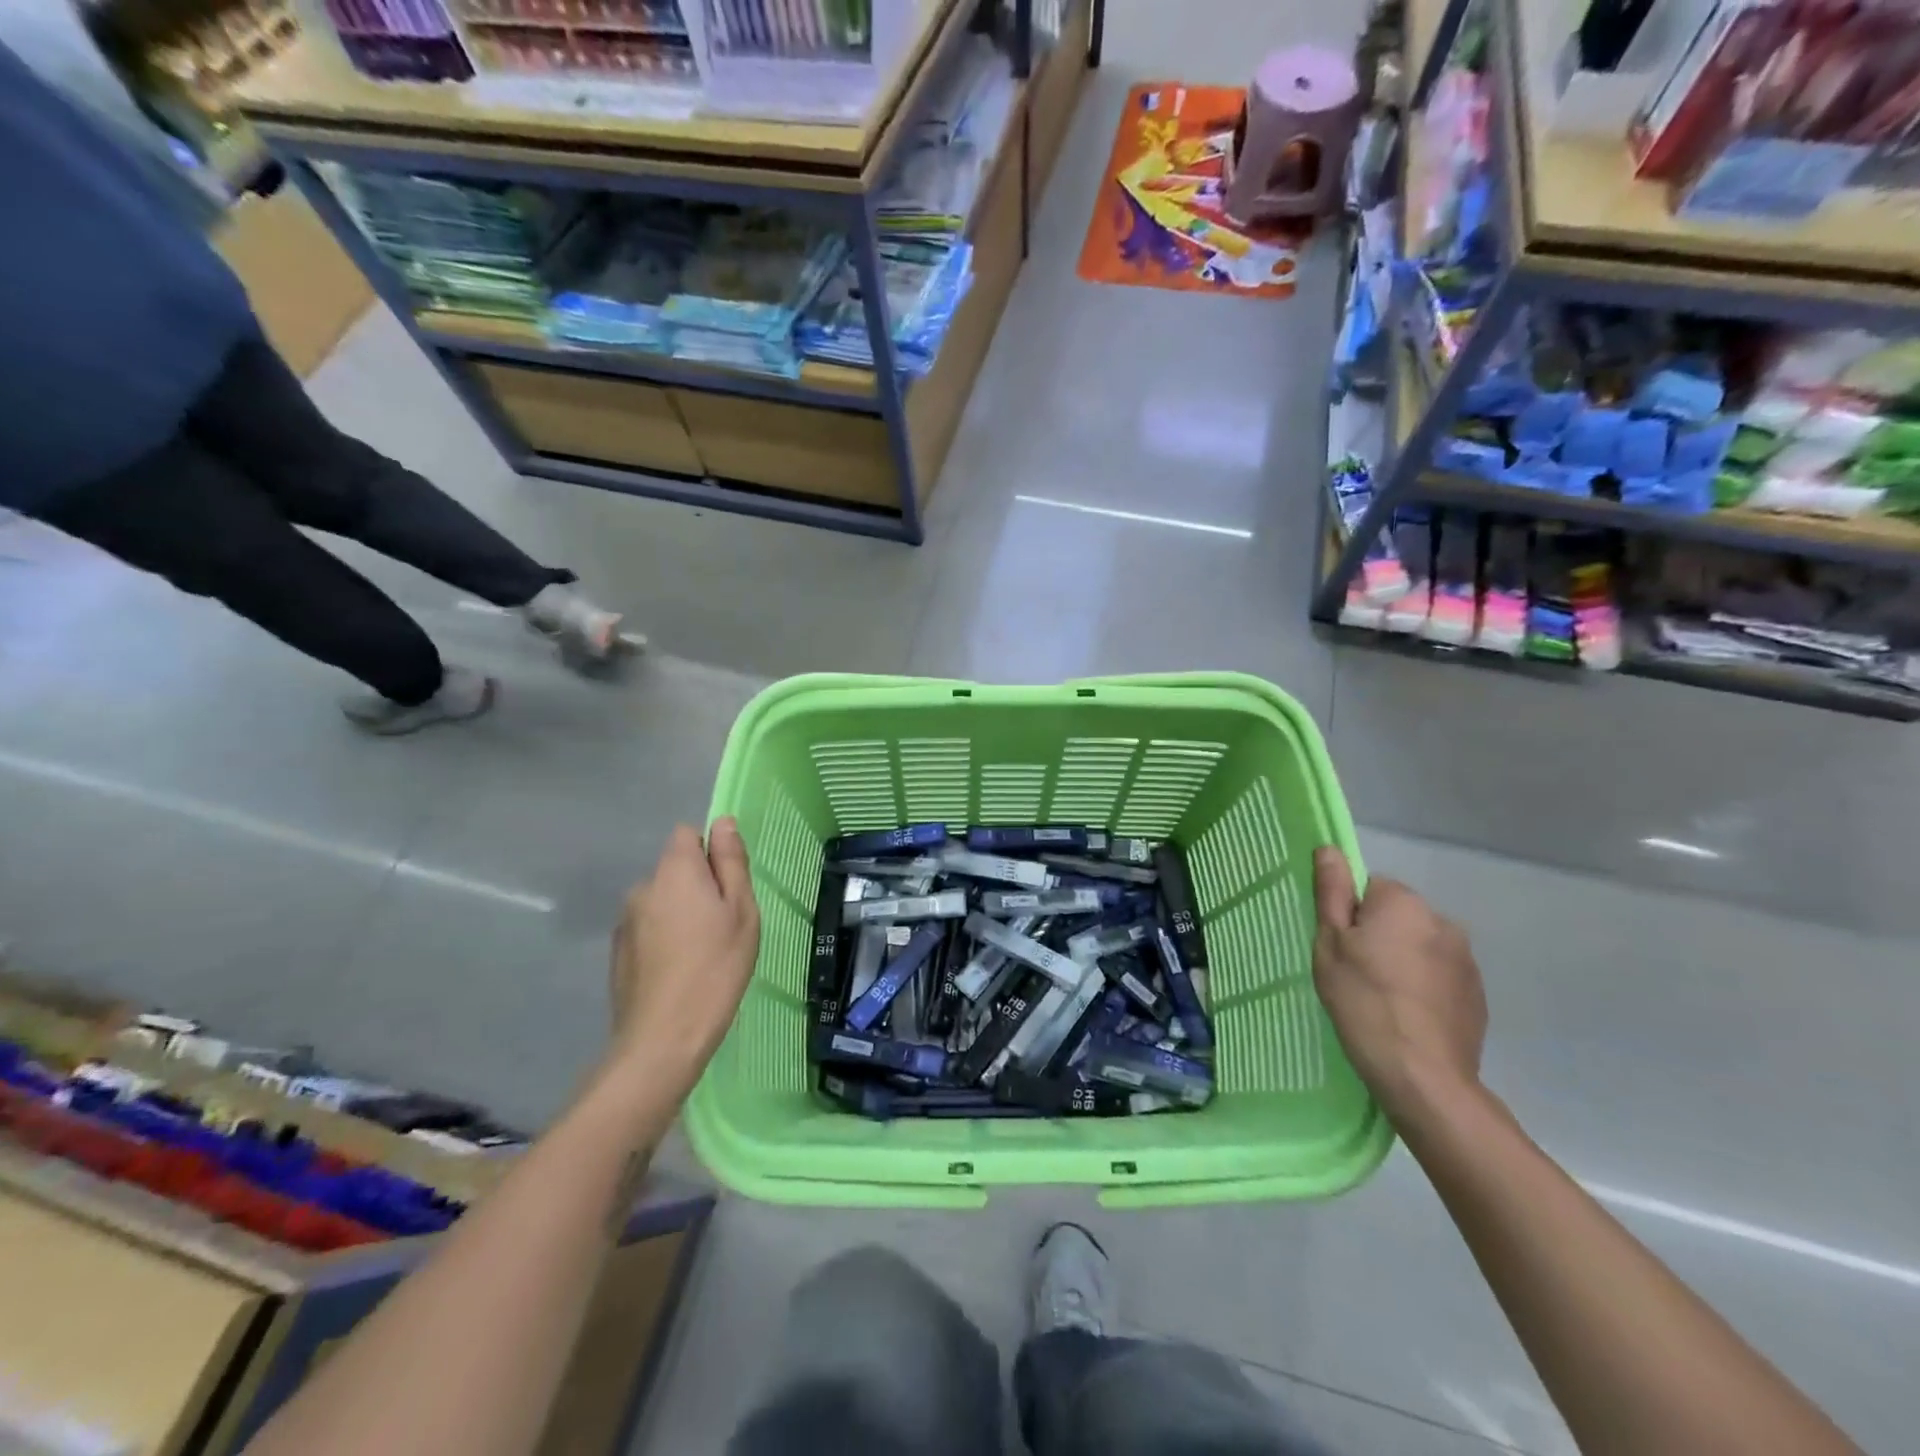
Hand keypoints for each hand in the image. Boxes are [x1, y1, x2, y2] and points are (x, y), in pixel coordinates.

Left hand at [607, 818, 760, 1095]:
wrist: (663, 1038)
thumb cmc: (716, 967)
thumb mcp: (741, 911)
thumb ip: (730, 863)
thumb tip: (723, 823)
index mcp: (674, 871)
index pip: (687, 835)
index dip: (710, 853)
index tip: (728, 887)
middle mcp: (643, 887)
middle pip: (675, 871)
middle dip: (697, 888)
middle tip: (723, 926)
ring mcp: (625, 921)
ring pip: (662, 902)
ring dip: (680, 915)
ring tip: (702, 955)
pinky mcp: (617, 953)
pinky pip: (648, 930)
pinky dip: (663, 940)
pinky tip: (678, 973)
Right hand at [1312, 847, 1486, 1129]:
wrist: (1423, 1075)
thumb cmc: (1363, 1001)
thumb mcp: (1330, 945)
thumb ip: (1332, 893)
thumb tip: (1330, 849)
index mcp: (1403, 903)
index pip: (1368, 888)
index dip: (1349, 916)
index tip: (1340, 948)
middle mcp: (1441, 919)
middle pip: (1396, 915)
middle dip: (1378, 936)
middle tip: (1355, 975)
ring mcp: (1466, 958)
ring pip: (1419, 945)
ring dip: (1403, 960)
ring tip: (1383, 1000)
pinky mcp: (1477, 992)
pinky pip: (1439, 974)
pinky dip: (1423, 985)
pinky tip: (1408, 1015)